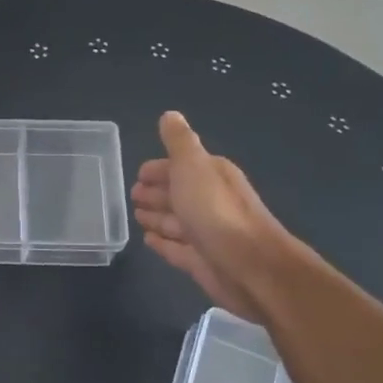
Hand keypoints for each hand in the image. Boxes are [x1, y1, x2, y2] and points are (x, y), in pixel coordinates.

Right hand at [132, 111, 292, 319]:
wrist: (251, 267)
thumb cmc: (216, 212)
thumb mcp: (193, 166)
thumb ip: (179, 142)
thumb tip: (170, 115)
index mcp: (211, 176)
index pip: (179, 167)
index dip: (158, 170)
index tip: (136, 175)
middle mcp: (211, 202)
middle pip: (178, 194)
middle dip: (155, 192)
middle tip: (131, 196)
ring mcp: (206, 233)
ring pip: (175, 222)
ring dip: (157, 217)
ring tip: (135, 217)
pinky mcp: (202, 261)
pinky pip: (176, 248)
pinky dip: (162, 243)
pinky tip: (148, 241)